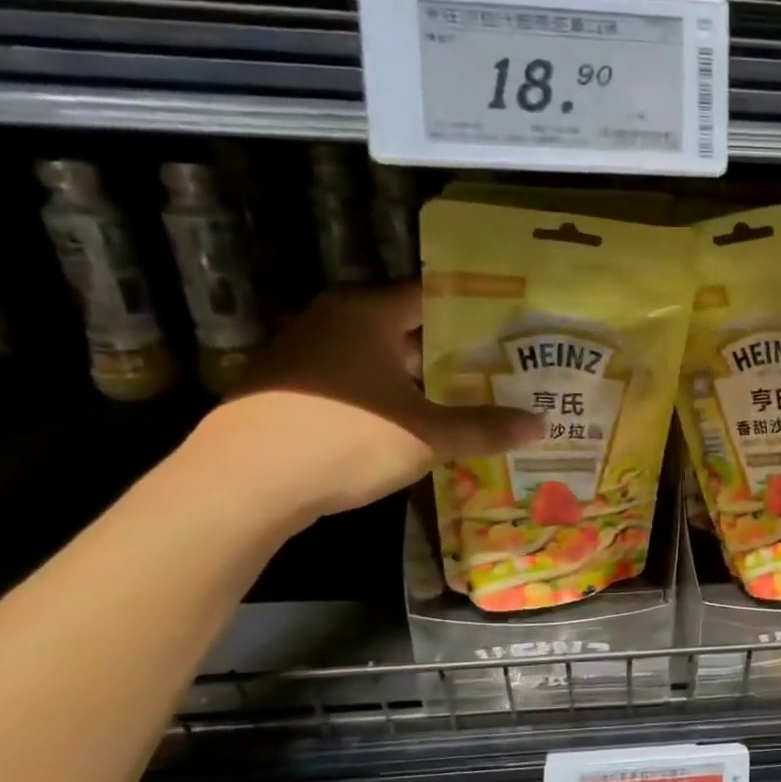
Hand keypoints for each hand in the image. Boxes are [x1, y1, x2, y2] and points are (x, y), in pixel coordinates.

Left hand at [188, 285, 539, 526]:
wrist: (240, 485)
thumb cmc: (342, 439)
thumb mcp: (426, 436)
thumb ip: (484, 428)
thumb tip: (540, 426)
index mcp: (366, 313)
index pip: (432, 295)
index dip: (475, 311)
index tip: (512, 328)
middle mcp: (332, 320)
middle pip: (407, 327)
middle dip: (453, 350)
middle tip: (501, 367)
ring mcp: (304, 354)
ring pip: (379, 357)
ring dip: (420, 377)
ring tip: (470, 396)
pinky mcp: (288, 388)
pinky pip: (353, 381)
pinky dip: (387, 395)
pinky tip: (415, 422)